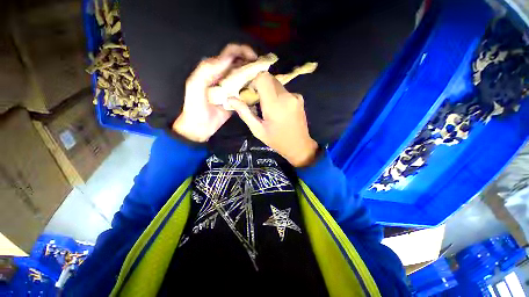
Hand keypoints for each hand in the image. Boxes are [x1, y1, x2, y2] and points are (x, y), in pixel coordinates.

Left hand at [172, 44, 256, 141]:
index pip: (230, 54)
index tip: (254, 59)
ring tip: (263, 80)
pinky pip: (246, 91)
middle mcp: (224, 76)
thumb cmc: (195, 107)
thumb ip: (206, 70)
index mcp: (214, 69)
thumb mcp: (195, 86)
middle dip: (252, 63)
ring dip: (254, 76)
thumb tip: (227, 59)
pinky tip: (259, 91)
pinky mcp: (236, 99)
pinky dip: (253, 89)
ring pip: (245, 77)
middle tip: (262, 71)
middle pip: (240, 64)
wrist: (200, 127)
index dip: (242, 51)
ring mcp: (231, 88)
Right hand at [229, 72, 317, 166]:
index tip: (251, 94)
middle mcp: (286, 96)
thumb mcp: (258, 130)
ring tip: (268, 108)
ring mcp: (295, 96)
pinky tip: (279, 110)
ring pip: (276, 84)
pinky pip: (284, 91)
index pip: (263, 78)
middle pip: (269, 79)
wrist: (299, 145)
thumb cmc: (277, 141)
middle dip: (260, 86)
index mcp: (274, 104)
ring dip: (269, 91)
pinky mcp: (300, 98)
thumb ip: (244, 113)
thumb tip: (230, 99)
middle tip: (257, 102)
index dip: (254, 82)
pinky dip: (278, 96)